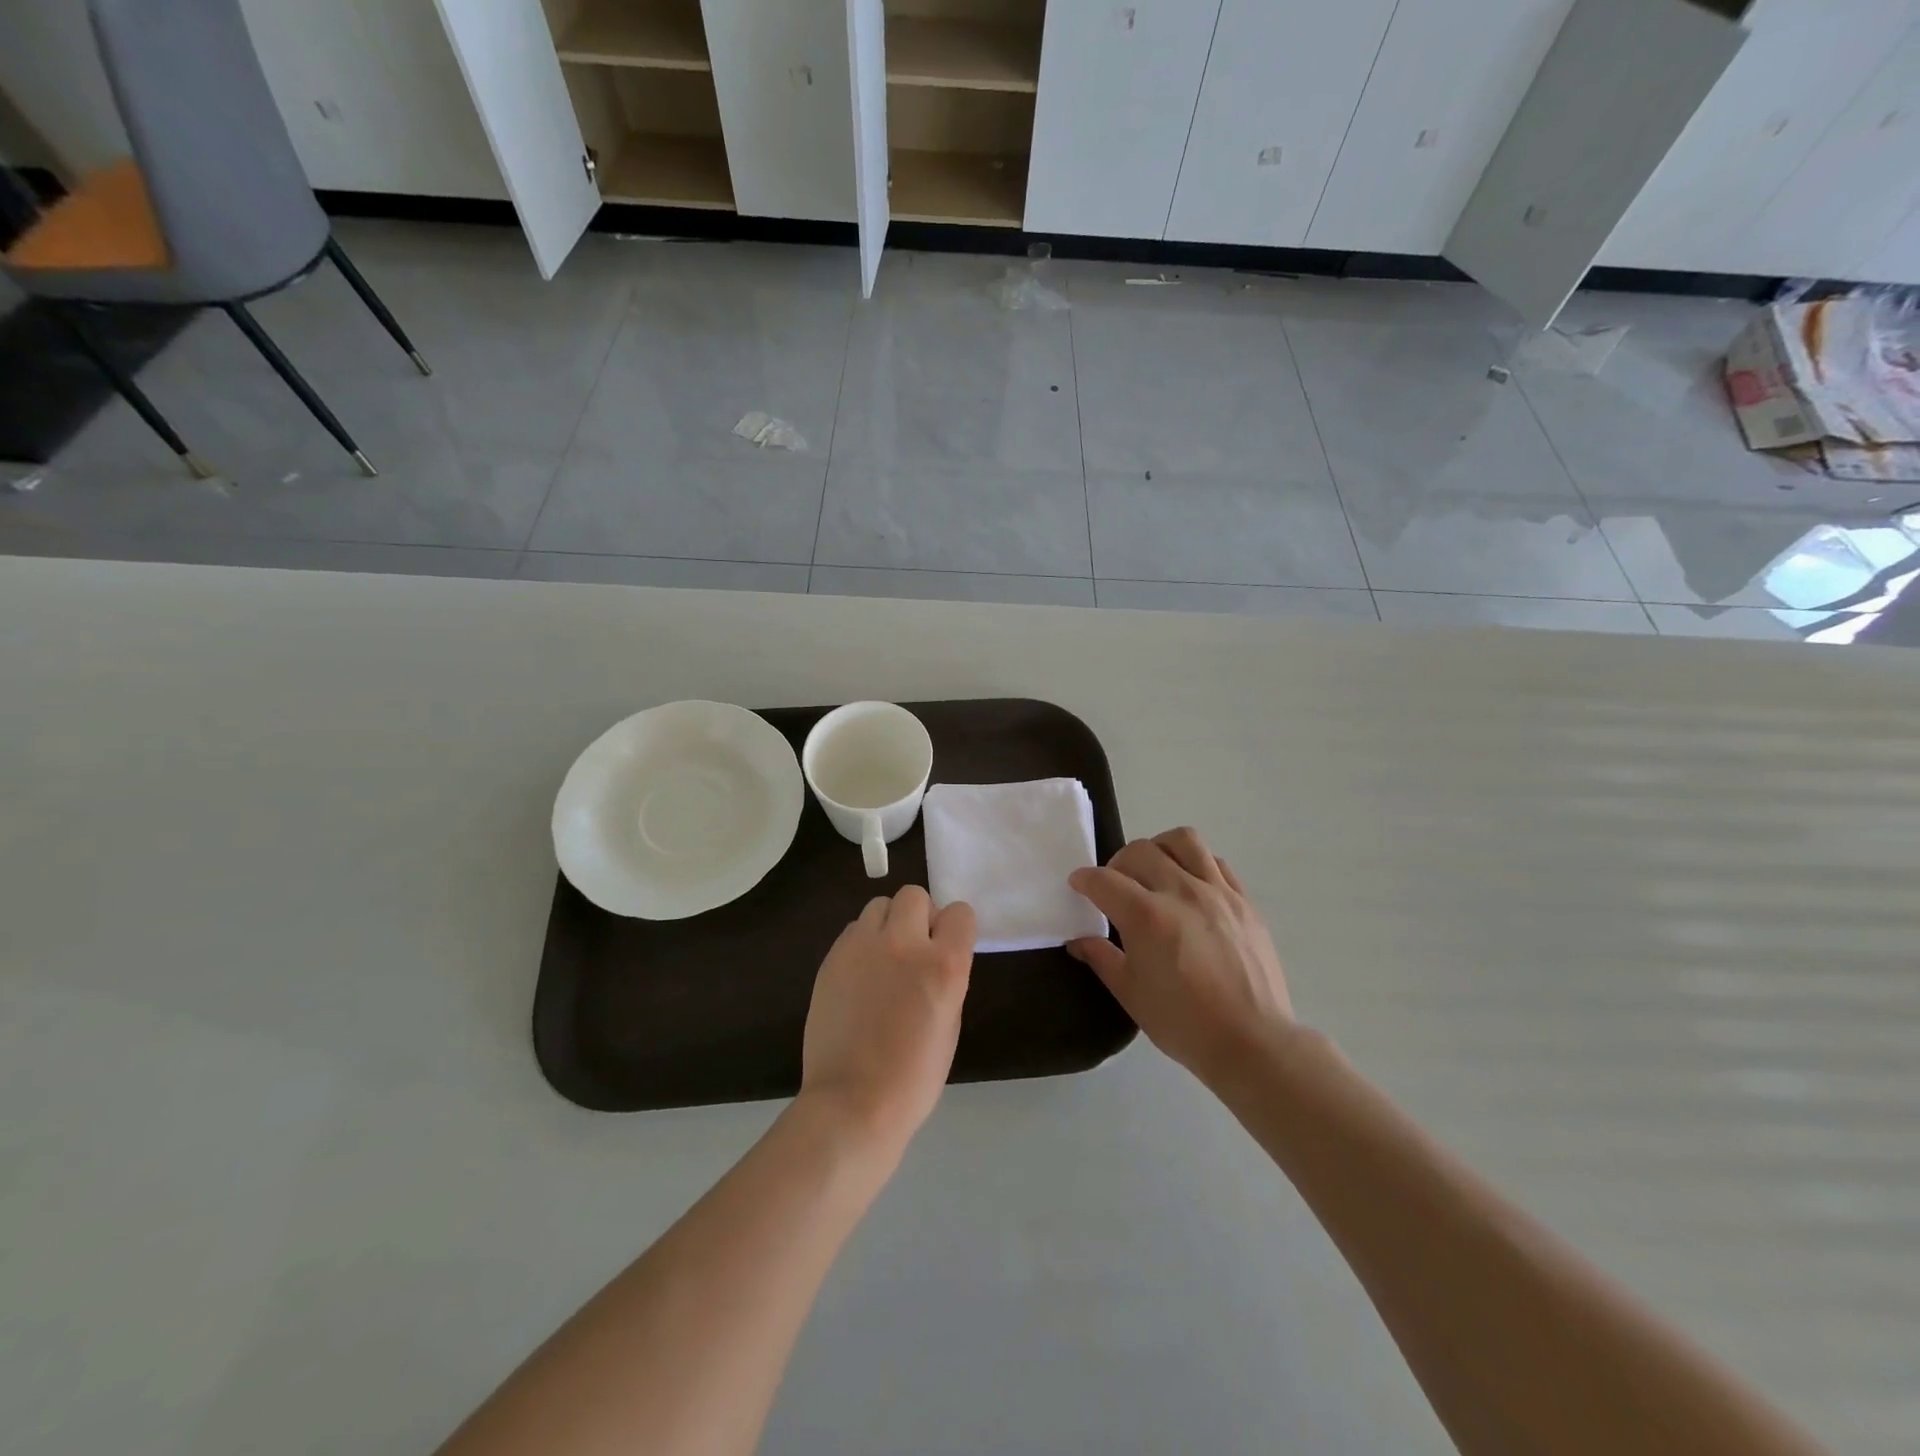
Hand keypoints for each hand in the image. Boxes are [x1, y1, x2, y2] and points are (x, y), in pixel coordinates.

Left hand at [799, 886, 976, 1155]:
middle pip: (914, 895)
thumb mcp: (950, 1023)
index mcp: (944, 965)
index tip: (947, 947)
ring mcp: (862, 947)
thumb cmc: (914, 1076)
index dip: (955, 928)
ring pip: (879, 905)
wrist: (853, 1102)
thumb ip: (946, 977)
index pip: (960, 912)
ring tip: (883, 960)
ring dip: (888, 925)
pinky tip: (860, 976)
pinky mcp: (832, 957)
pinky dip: (862, 943)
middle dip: (919, 916)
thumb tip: (935, 956)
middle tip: (914, 949)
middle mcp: (904, 943)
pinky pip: (853, 930)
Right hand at [1068, 827, 1292, 1086]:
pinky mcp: (1244, 901)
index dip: (1084, 880)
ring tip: (1155, 870)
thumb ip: (1101, 958)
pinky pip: (1216, 862)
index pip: (1104, 880)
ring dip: (1159, 848)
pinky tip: (1190, 886)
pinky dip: (1196, 863)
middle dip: (1118, 863)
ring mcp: (1217, 892)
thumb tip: (1078, 941)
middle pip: (1140, 851)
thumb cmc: (1184, 1023)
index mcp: (1146, 916)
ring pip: (1183, 840)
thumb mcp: (1131, 994)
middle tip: (1116, 886)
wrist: (1252, 1042)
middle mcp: (1180, 891)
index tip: (1078, 885)